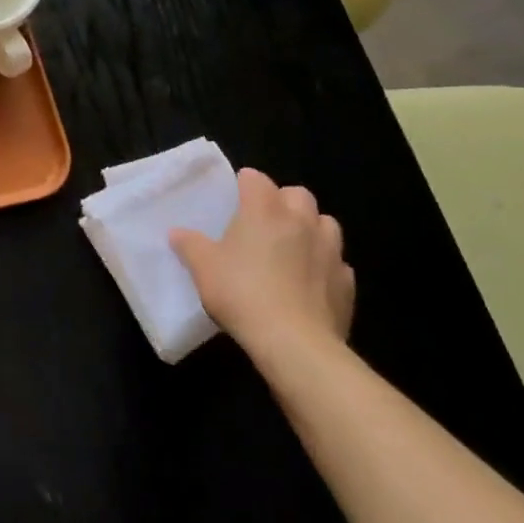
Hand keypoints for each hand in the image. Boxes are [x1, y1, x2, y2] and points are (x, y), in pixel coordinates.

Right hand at [170, 167, 354, 365]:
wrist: (294, 343)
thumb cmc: (242, 293)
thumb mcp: (203, 267)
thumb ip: (189, 244)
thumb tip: (177, 233)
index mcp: (264, 210)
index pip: (256, 179)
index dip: (244, 184)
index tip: (234, 198)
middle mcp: (301, 221)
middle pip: (298, 194)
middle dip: (283, 201)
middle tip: (264, 221)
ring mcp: (330, 251)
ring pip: (326, 223)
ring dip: (311, 228)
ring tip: (293, 247)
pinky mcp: (346, 283)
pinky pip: (338, 263)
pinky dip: (325, 265)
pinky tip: (310, 282)